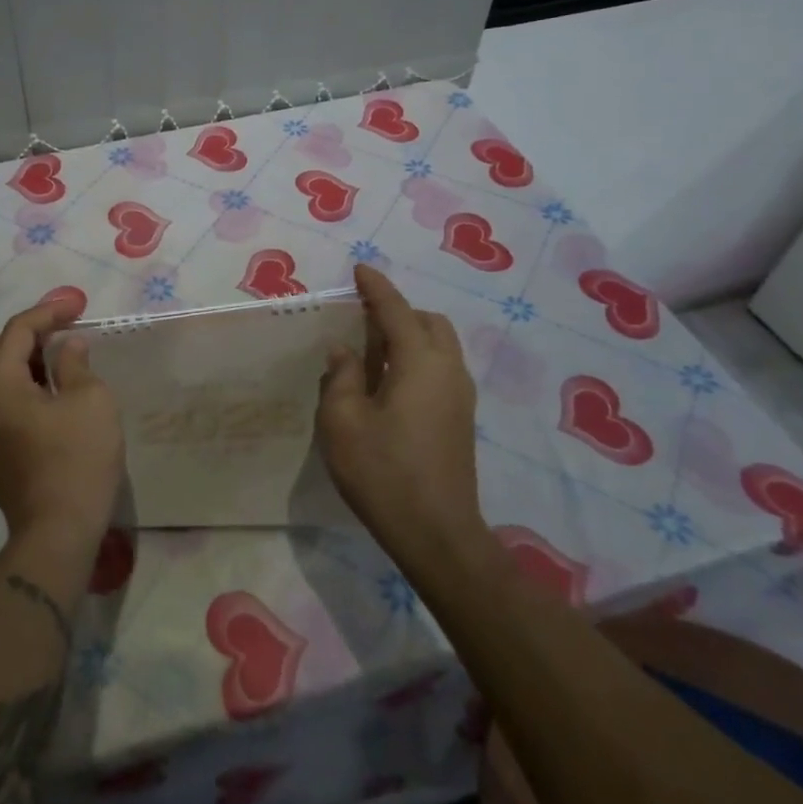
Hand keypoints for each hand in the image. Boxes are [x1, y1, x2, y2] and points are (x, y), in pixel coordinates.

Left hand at [0, 300, 123, 553]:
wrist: (57, 533)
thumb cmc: (77, 459)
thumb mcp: (90, 401)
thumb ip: (75, 364)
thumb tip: (67, 347)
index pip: (16, 331)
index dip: (47, 313)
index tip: (76, 307)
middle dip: (18, 337)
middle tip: (54, 339)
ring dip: (15, 364)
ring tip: (55, 368)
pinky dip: (14, 390)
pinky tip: (46, 401)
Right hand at [317, 264, 491, 572]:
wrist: (437, 534)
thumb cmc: (383, 472)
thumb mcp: (342, 421)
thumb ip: (341, 377)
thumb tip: (345, 351)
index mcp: (420, 362)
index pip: (396, 310)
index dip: (376, 287)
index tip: (360, 269)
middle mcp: (448, 370)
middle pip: (429, 322)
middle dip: (399, 311)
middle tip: (363, 318)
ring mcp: (460, 396)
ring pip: (439, 346)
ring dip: (409, 336)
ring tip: (372, 351)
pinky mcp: (461, 419)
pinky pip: (440, 369)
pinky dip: (416, 358)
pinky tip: (389, 383)